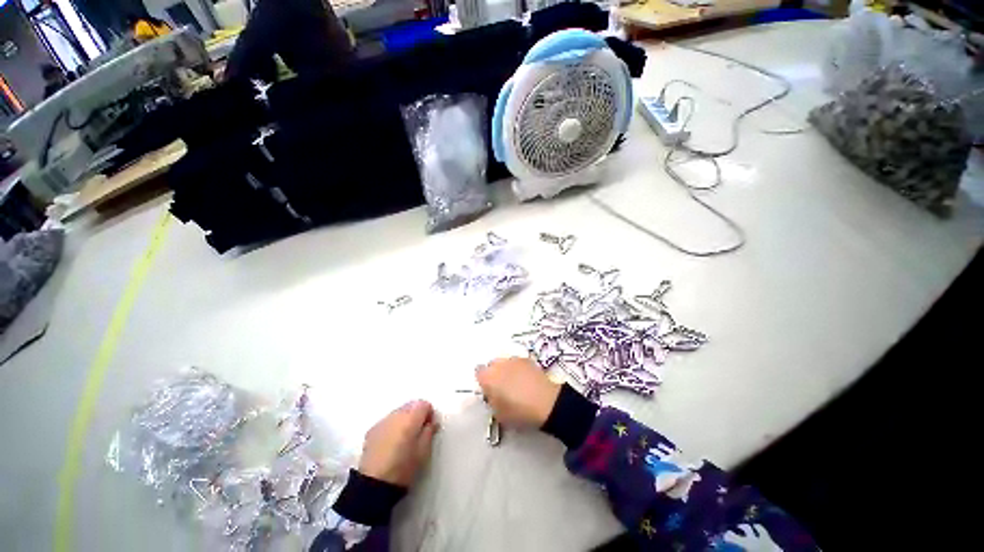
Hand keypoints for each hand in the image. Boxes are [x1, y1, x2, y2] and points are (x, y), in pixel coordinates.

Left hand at [358, 400, 438, 486]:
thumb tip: (431, 423)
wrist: (374, 484)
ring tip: (404, 438)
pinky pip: (387, 421)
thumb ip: (429, 432)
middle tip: (419, 431)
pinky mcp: (372, 430)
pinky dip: (393, 426)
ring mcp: (383, 421)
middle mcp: (397, 414)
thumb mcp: (424, 451)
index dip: (429, 413)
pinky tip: (392, 442)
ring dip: (404, 419)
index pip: (424, 404)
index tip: (430, 426)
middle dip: (417, 414)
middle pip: (411, 405)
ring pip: (399, 412)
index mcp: (411, 418)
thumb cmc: (403, 467)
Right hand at [475, 357, 560, 427]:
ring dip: (507, 370)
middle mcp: (499, 364)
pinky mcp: (527, 359)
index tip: (489, 391)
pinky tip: (526, 380)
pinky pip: (517, 363)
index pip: (478, 373)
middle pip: (492, 365)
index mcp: (488, 377)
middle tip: (503, 388)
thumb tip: (492, 395)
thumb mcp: (498, 414)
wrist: (546, 402)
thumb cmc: (519, 412)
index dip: (483, 382)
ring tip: (517, 384)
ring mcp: (514, 359)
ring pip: (505, 363)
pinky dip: (519, 369)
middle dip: (495, 374)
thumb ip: (491, 401)